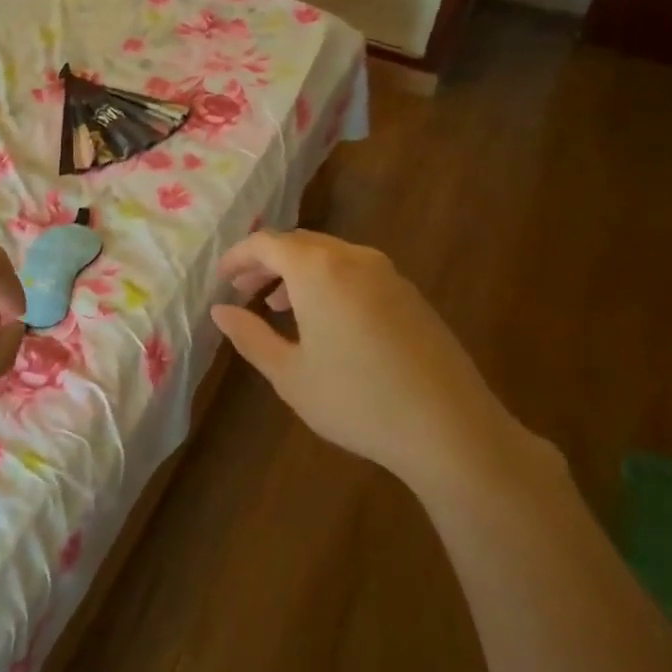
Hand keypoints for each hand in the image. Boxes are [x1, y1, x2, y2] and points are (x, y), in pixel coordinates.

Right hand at [210, 230, 529, 491]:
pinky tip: (326, 321)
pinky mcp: (411, 295)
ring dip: (297, 273)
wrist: (451, 429)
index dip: (238, 257)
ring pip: (329, 256)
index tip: (221, 279)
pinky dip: (328, 282)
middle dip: (266, 264)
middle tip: (244, 293)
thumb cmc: (357, 400)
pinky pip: (356, 272)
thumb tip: (220, 311)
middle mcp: (353, 258)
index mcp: (317, 269)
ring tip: (279, 307)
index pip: (266, 243)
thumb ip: (249, 336)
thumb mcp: (290, 374)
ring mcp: (388, 274)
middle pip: (299, 244)